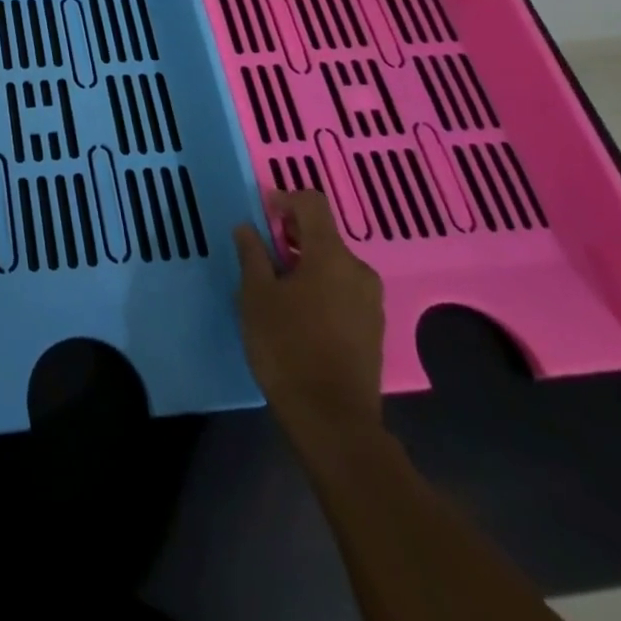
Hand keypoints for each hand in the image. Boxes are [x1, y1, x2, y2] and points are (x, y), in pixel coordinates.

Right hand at [234, 189, 383, 441]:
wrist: (333, 421)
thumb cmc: (287, 348)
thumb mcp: (256, 296)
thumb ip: (252, 254)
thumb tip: (248, 228)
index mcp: (331, 255)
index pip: (311, 203)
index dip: (283, 199)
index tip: (261, 215)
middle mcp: (358, 270)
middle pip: (323, 234)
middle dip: (291, 236)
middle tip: (261, 255)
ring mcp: (370, 301)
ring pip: (333, 264)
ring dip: (304, 263)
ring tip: (275, 288)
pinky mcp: (372, 328)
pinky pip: (343, 289)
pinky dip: (320, 287)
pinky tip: (297, 313)